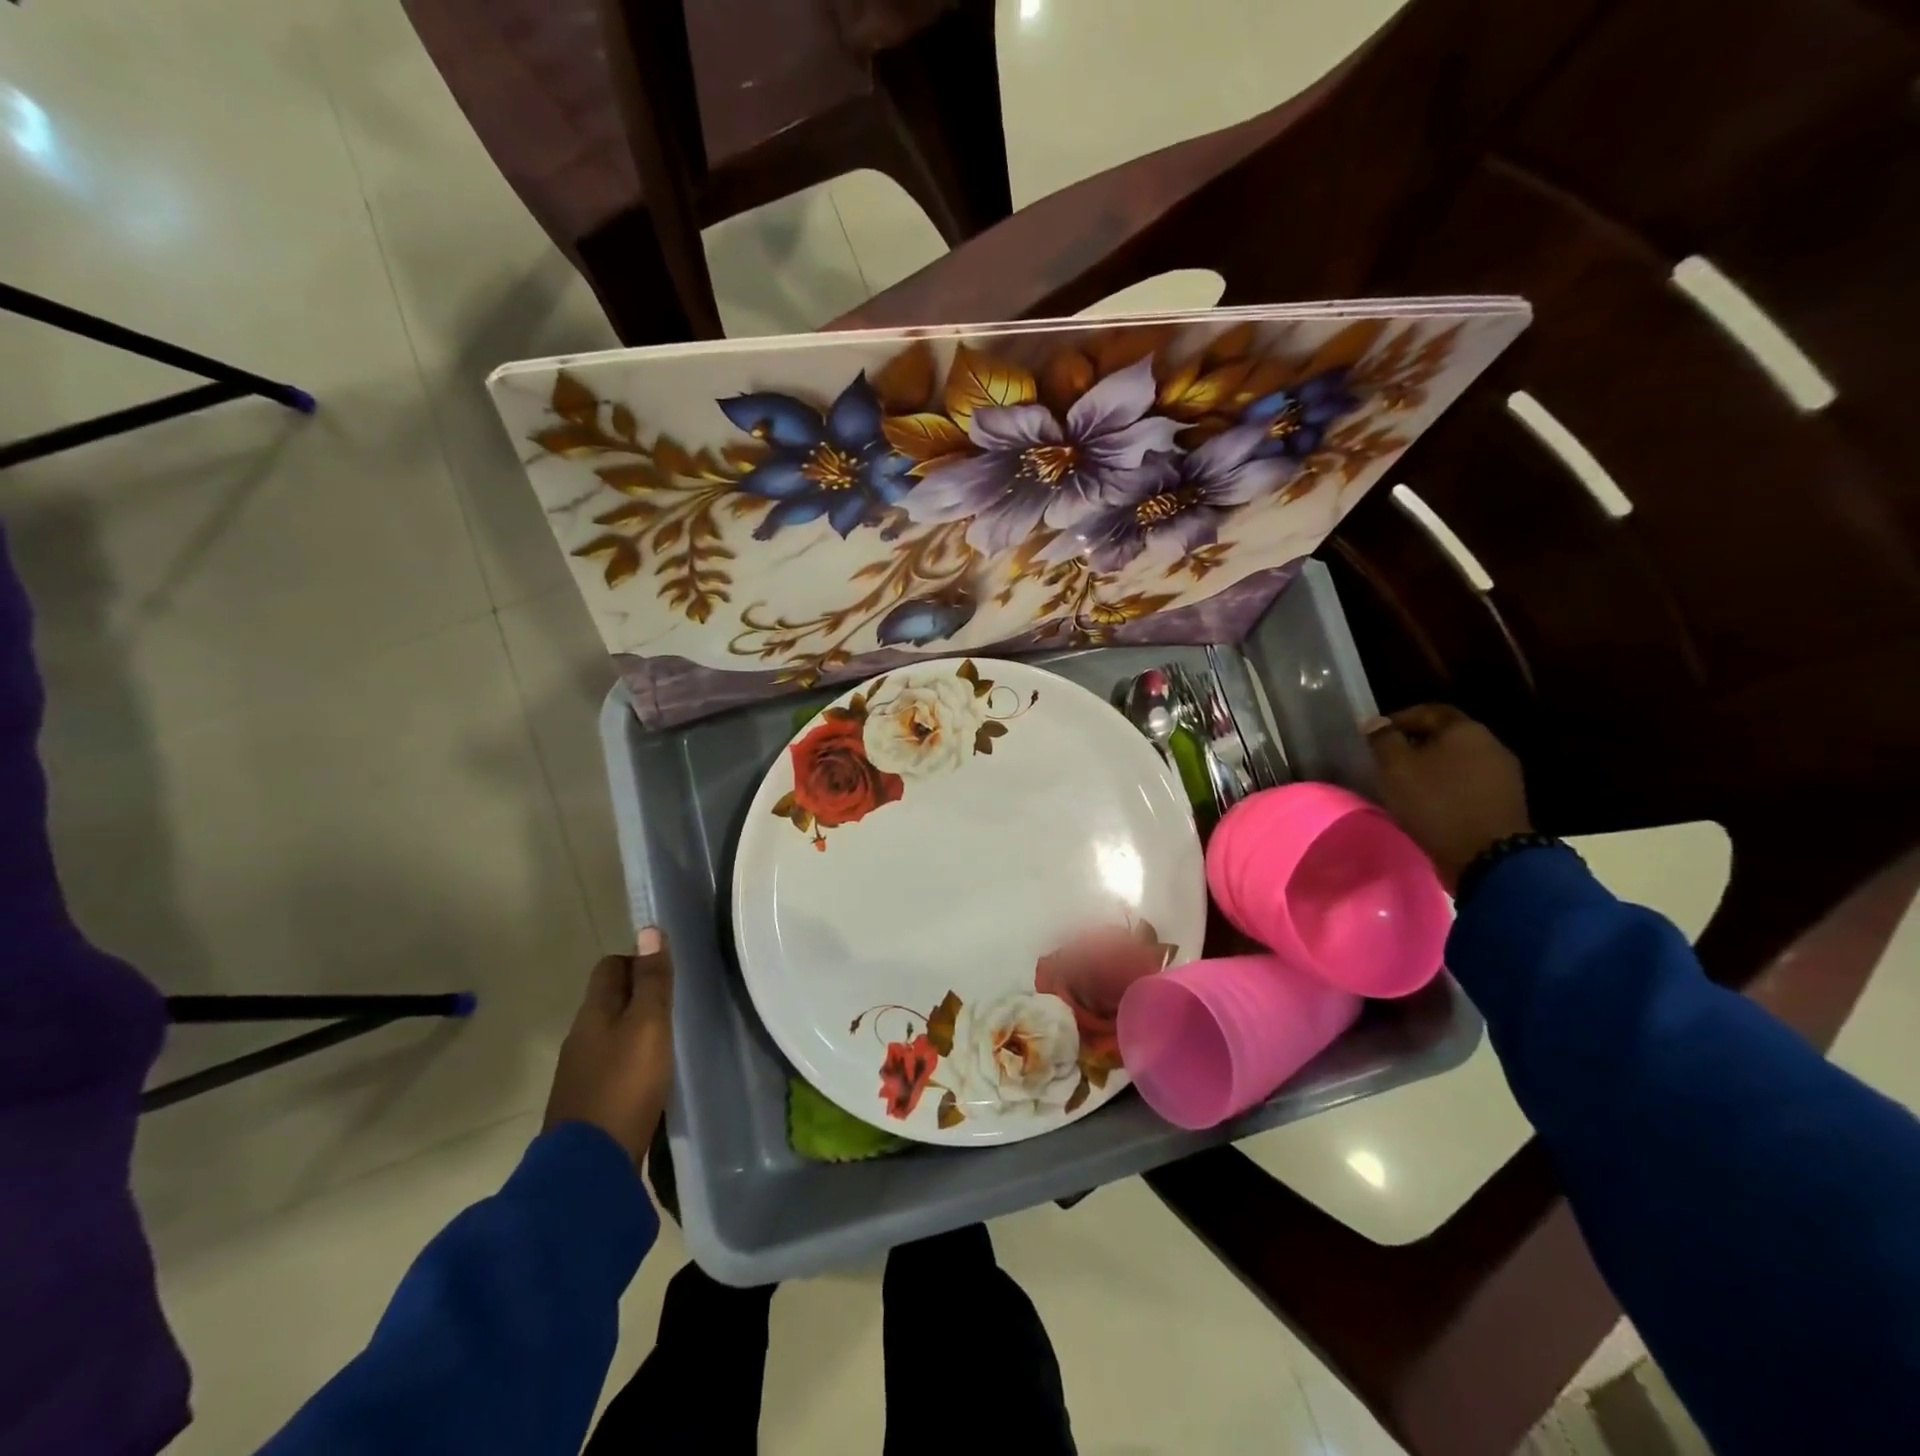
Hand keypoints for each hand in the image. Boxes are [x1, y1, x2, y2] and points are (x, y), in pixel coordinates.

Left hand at [543, 927, 673, 1162]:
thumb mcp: (649, 1025)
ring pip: (609, 1035)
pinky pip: (610, 1067)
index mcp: (593, 1013)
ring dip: (633, 1031)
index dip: (637, 960)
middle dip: (637, 995)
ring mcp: (579, 1075)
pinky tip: (649, 1077)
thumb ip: (652, 981)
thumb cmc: (625, 1085)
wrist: (588, 1169)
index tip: (666, 973)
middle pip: (608, 1001)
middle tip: (673, 1005)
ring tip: (667, 1040)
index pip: (609, 967)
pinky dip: (629, 1063)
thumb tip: (649, 930)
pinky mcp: (587, 1106)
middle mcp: (580, 1038)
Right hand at [1365, 705, 1531, 891]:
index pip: (1428, 711)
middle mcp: (1490, 744)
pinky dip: (1448, 787)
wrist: (1489, 856)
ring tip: (1407, 785)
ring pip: (1458, 761)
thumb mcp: (1396, 768)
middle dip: (1415, 745)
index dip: (1399, 719)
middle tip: (1389, 761)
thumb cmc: (1436, 803)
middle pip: (1446, 736)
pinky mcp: (1506, 800)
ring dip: (1432, 768)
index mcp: (1465, 729)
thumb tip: (1375, 723)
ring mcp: (1503, 774)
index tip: (1376, 736)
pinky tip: (1431, 803)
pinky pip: (1469, 783)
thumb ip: (1383, 741)